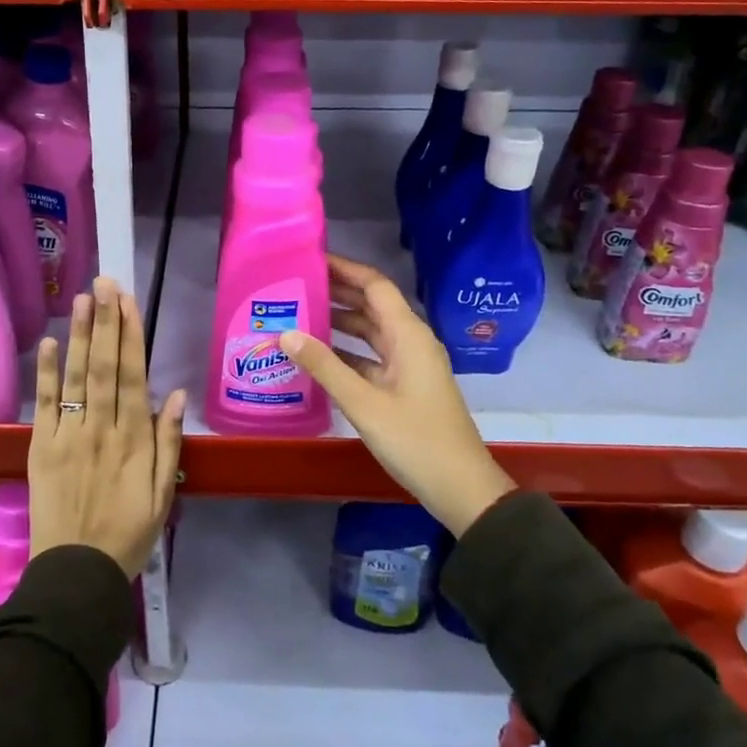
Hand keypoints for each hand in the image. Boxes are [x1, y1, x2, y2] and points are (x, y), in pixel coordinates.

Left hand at [28, 276, 186, 576]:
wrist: (76, 573)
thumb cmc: (127, 534)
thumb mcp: (162, 495)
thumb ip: (168, 443)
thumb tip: (174, 395)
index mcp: (134, 439)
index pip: (132, 375)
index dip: (130, 336)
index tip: (128, 302)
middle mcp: (101, 429)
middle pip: (103, 366)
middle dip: (105, 321)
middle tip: (104, 283)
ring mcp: (68, 436)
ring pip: (75, 377)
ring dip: (78, 335)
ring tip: (81, 299)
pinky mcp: (41, 448)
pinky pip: (44, 405)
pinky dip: (46, 373)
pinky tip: (48, 343)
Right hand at [280, 255, 515, 535]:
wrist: (461, 488)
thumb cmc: (416, 440)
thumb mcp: (364, 403)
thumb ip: (324, 366)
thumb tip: (285, 333)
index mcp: (408, 334)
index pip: (375, 285)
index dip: (345, 268)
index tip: (310, 259)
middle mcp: (410, 341)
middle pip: (371, 305)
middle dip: (337, 292)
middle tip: (295, 284)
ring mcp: (409, 364)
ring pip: (370, 332)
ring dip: (339, 322)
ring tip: (298, 313)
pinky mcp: (404, 386)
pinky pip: (371, 357)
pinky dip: (346, 351)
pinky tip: (316, 355)